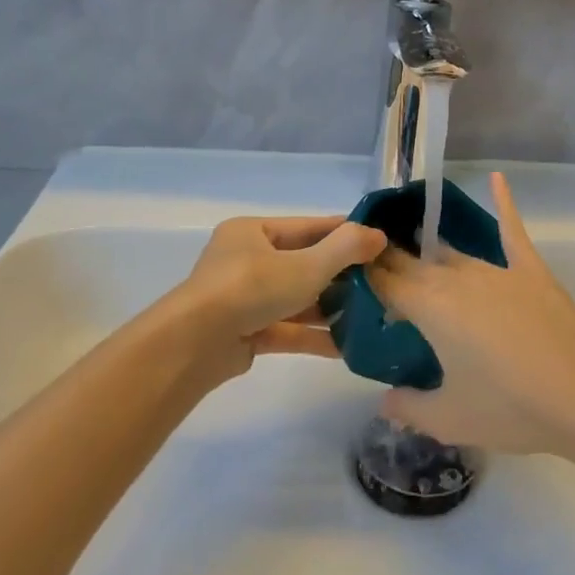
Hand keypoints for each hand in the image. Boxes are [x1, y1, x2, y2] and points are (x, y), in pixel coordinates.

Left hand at [164, 215, 386, 381]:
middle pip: (302, 263)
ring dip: (328, 308)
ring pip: (295, 299)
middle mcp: (246, 261)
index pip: (307, 228)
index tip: (378, 242)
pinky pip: (286, 329)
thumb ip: (344, 249)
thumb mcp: (305, 265)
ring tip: (368, 316)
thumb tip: (378, 235)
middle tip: (379, 282)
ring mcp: (244, 299)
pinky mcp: (246, 332)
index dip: (343, 233)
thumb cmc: (250, 289)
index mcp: (253, 232)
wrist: (194, 345)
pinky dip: (312, 336)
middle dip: (340, 275)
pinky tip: (346, 347)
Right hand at [365, 172, 574, 454]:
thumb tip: (384, 400)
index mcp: (430, 308)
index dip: (363, 274)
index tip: (346, 270)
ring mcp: (495, 270)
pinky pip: (511, 230)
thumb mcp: (450, 419)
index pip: (385, 282)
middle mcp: (456, 279)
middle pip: (412, 264)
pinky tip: (495, 178)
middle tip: (371, 264)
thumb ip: (408, 407)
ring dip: (429, 254)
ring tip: (411, 246)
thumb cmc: (511, 409)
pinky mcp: (530, 270)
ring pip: (451, 255)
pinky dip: (503, 203)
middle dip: (389, 262)